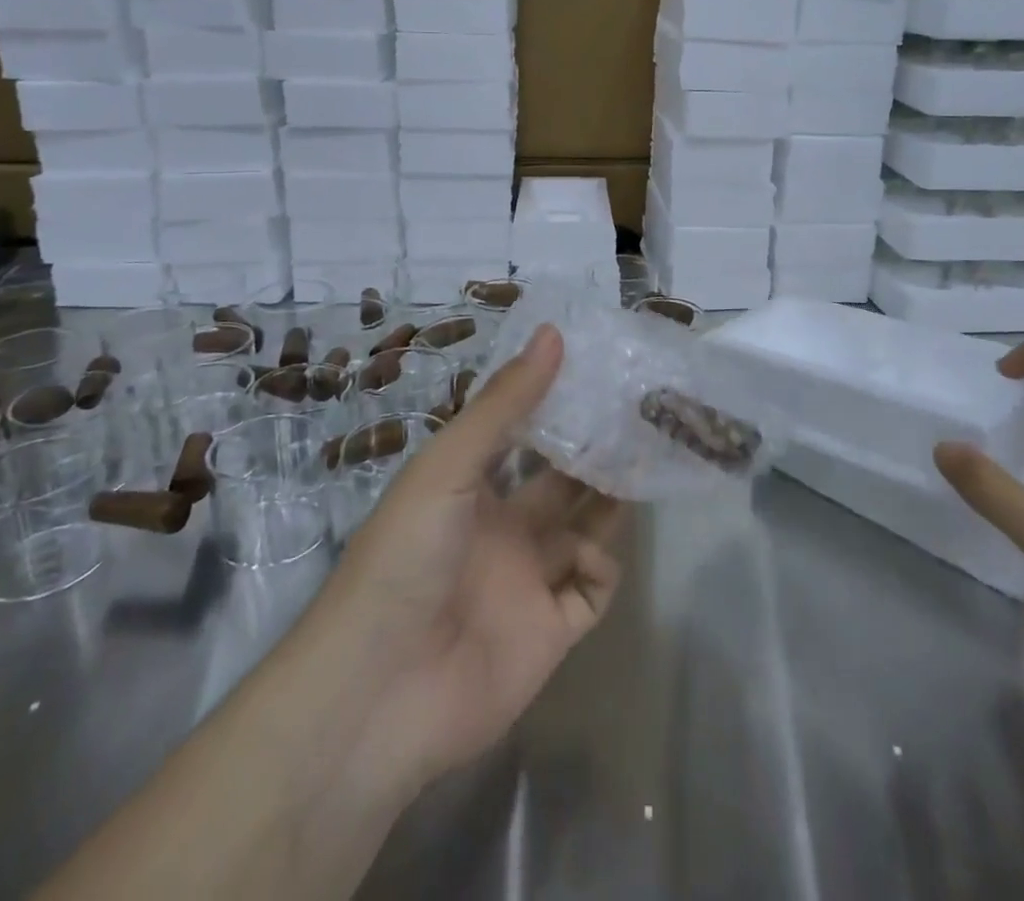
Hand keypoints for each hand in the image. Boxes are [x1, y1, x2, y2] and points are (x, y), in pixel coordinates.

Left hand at [314, 325, 625, 792]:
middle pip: (561, 485)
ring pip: (583, 533)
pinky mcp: (549, 634)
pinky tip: (596, 552)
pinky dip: (602, 569)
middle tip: (639, 419)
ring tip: (644, 464)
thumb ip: (504, 404)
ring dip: (610, 503)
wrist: (379, 691)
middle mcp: (502, 531)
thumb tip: (552, 332)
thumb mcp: (449, 466)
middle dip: (595, 454)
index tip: (599, 375)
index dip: (558, 409)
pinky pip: (590, 593)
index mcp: (470, 489)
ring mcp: (526, 583)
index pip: (523, 439)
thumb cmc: (405, 555)